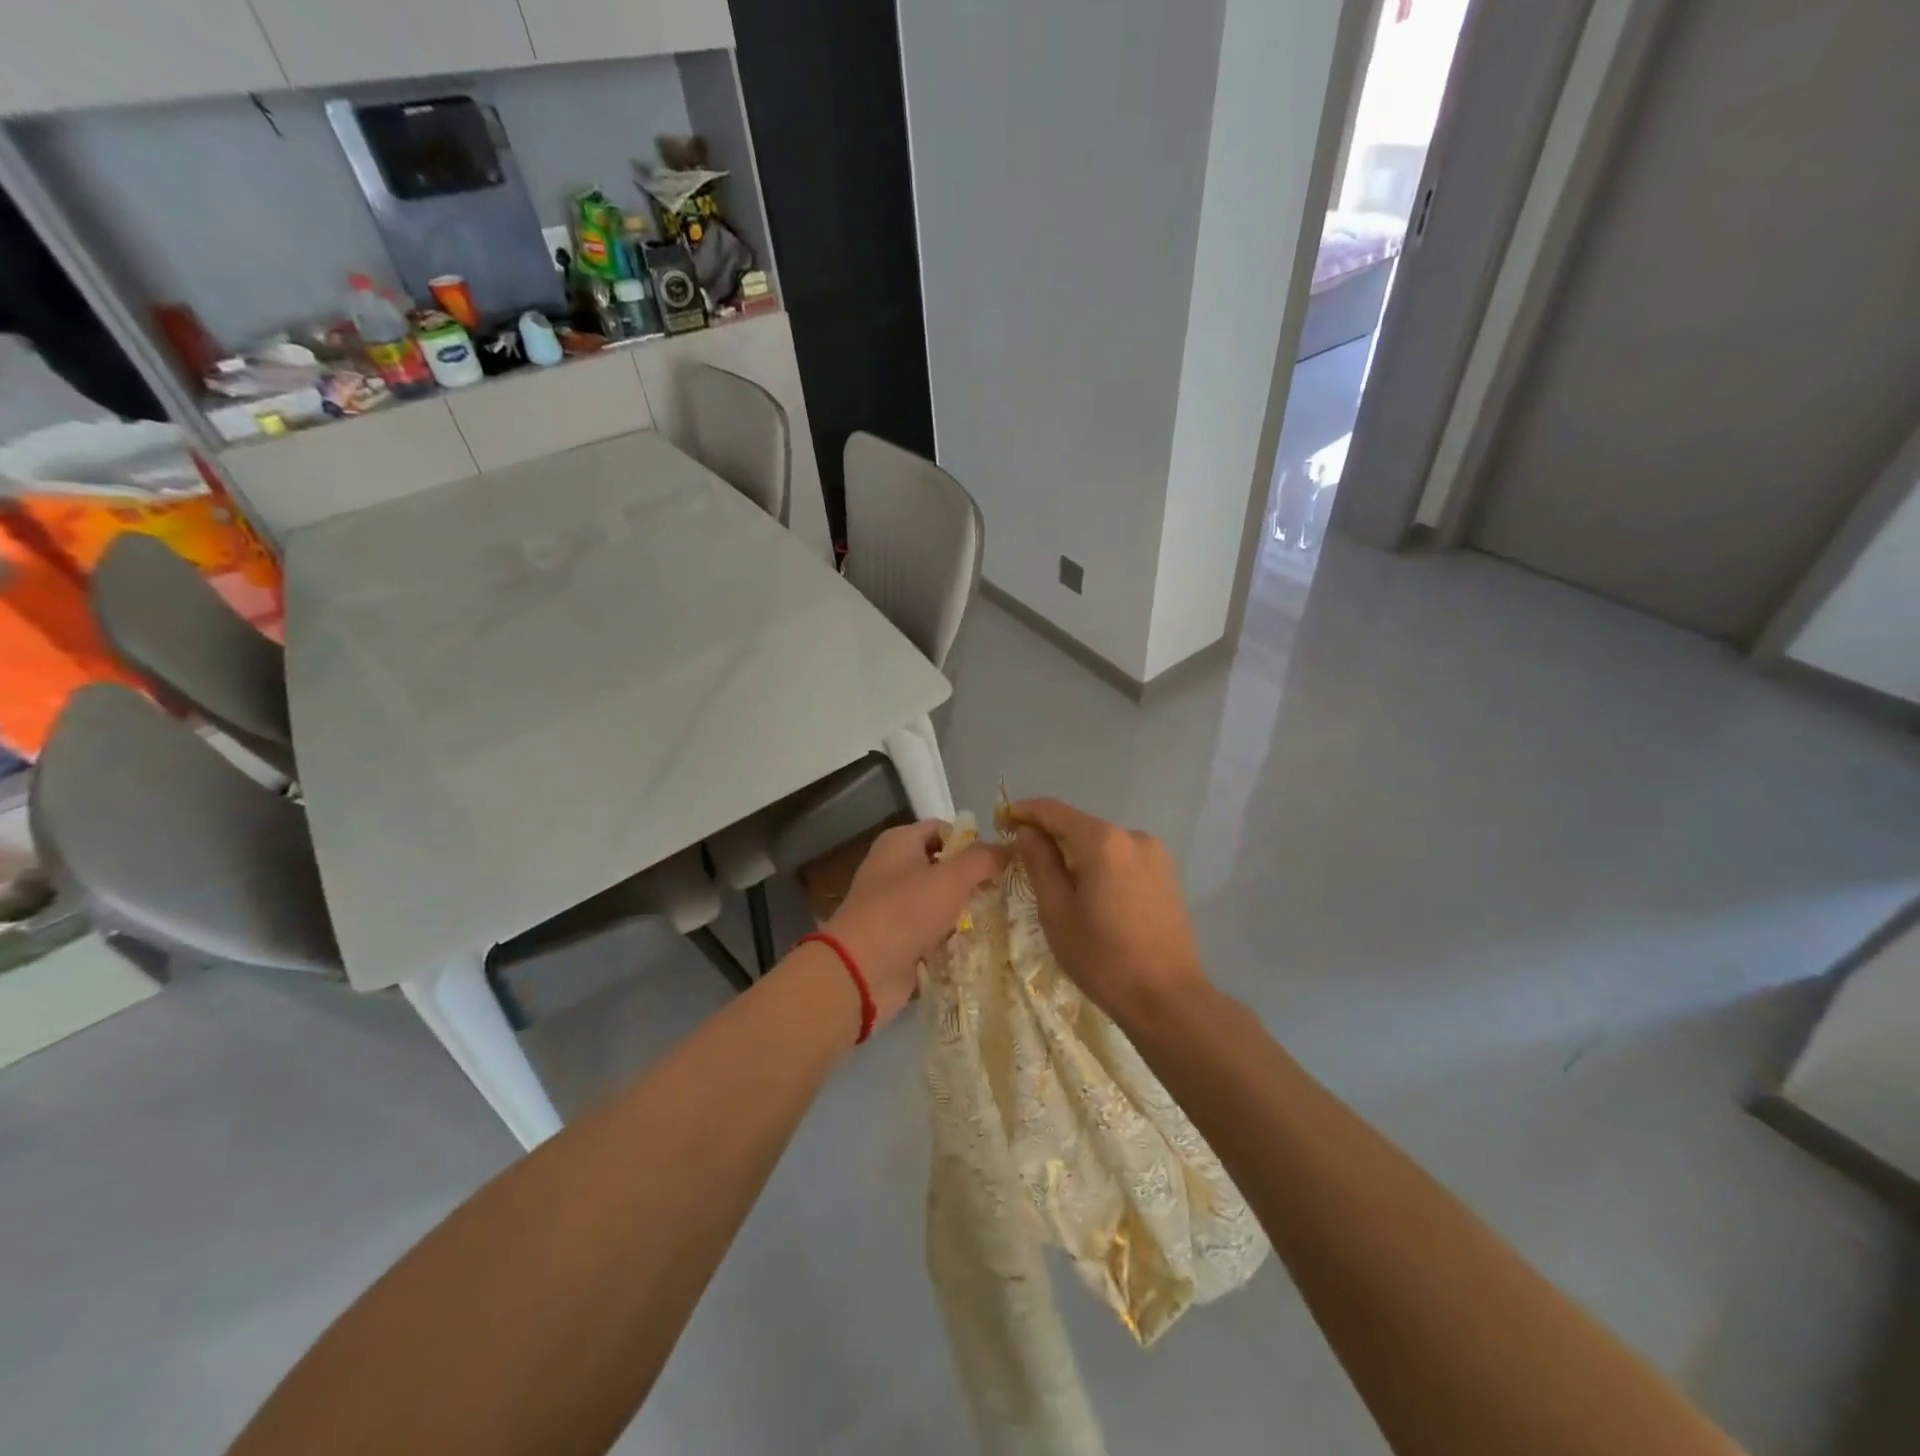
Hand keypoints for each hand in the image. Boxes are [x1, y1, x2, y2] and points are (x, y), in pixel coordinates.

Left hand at [823, 820, 1008, 1029]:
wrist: (862, 970)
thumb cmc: (905, 911)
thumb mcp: (951, 878)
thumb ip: (983, 859)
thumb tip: (1008, 850)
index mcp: (899, 842)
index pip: (943, 829)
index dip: (972, 840)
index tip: (1002, 859)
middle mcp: (894, 869)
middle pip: (943, 866)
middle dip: (974, 878)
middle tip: (1008, 890)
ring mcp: (894, 906)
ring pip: (940, 901)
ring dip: (966, 910)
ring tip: (1003, 916)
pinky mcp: (898, 939)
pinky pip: (934, 931)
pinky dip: (953, 936)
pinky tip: (982, 943)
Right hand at [1008, 798, 1210, 1024]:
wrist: (1167, 998)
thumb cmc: (1102, 958)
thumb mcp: (1057, 912)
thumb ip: (1040, 863)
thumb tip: (1027, 831)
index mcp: (1103, 841)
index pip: (1054, 811)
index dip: (1025, 812)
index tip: (1003, 821)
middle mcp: (1132, 835)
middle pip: (1080, 825)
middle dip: (1050, 836)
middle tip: (1024, 859)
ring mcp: (1155, 854)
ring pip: (1102, 843)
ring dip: (1077, 853)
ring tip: (1058, 884)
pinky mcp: (1167, 873)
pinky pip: (1123, 858)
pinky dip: (1101, 866)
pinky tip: (1092, 895)